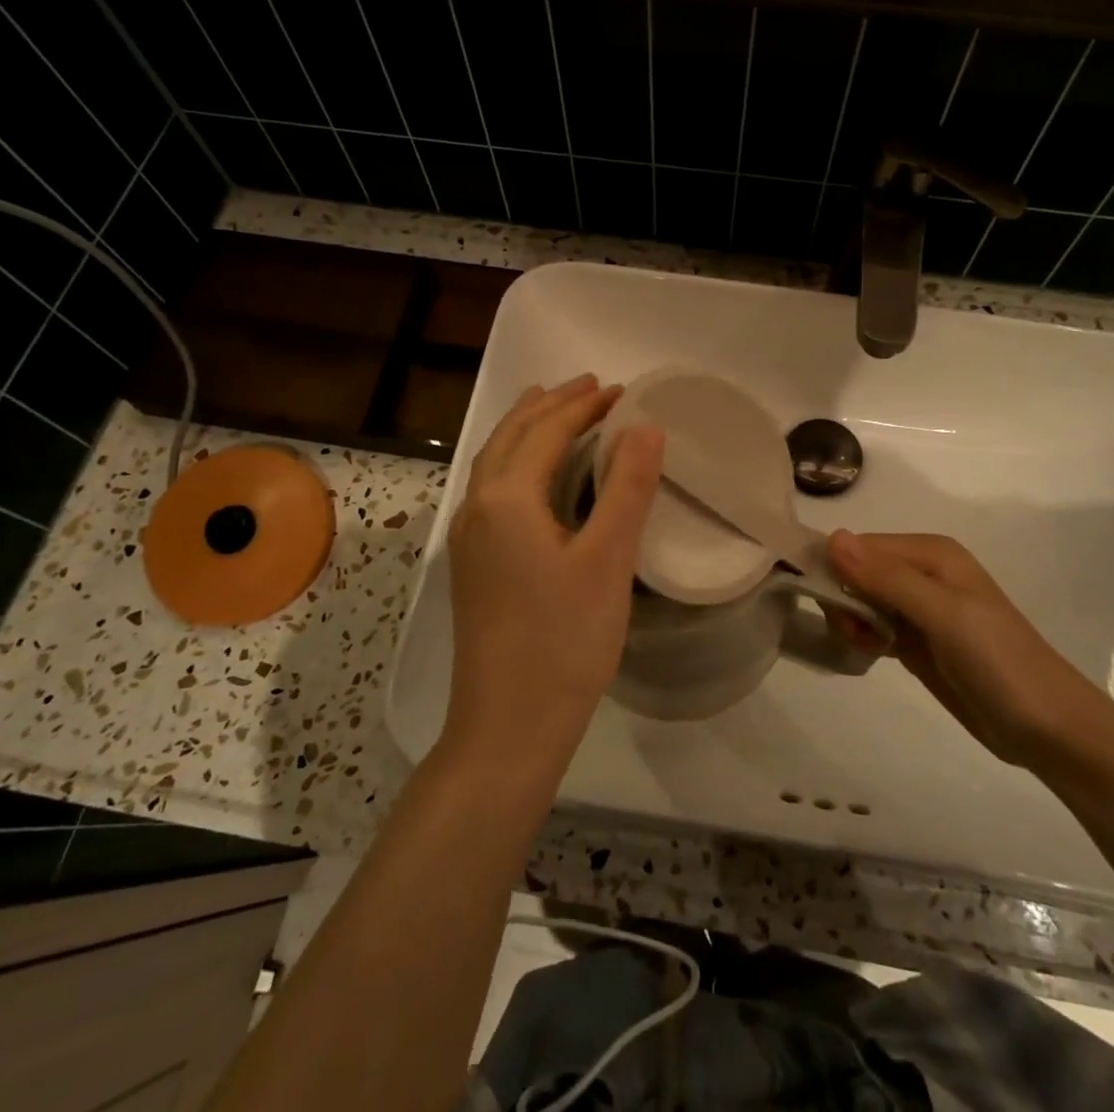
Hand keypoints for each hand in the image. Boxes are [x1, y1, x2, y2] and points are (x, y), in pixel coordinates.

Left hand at [444, 376, 663, 764]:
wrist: (507, 726)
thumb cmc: (564, 641)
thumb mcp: (607, 560)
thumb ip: (627, 488)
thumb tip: (646, 426)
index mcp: (506, 498)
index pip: (546, 431)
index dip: (583, 406)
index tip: (619, 389)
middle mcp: (477, 507)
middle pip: (511, 437)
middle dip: (550, 405)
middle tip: (589, 386)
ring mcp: (468, 538)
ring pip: (494, 462)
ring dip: (526, 429)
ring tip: (553, 409)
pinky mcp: (472, 565)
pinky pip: (492, 488)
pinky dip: (515, 461)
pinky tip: (534, 476)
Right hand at [826, 531, 1105, 766]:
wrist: (1049, 729)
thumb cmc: (998, 662)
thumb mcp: (943, 614)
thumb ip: (887, 577)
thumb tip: (833, 538)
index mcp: (930, 553)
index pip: (859, 546)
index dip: (837, 571)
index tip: (831, 607)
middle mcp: (922, 572)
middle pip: (856, 571)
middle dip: (843, 599)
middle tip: (854, 632)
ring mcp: (919, 608)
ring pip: (860, 599)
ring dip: (851, 620)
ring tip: (867, 646)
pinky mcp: (916, 640)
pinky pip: (873, 625)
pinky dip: (863, 636)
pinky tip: (872, 654)